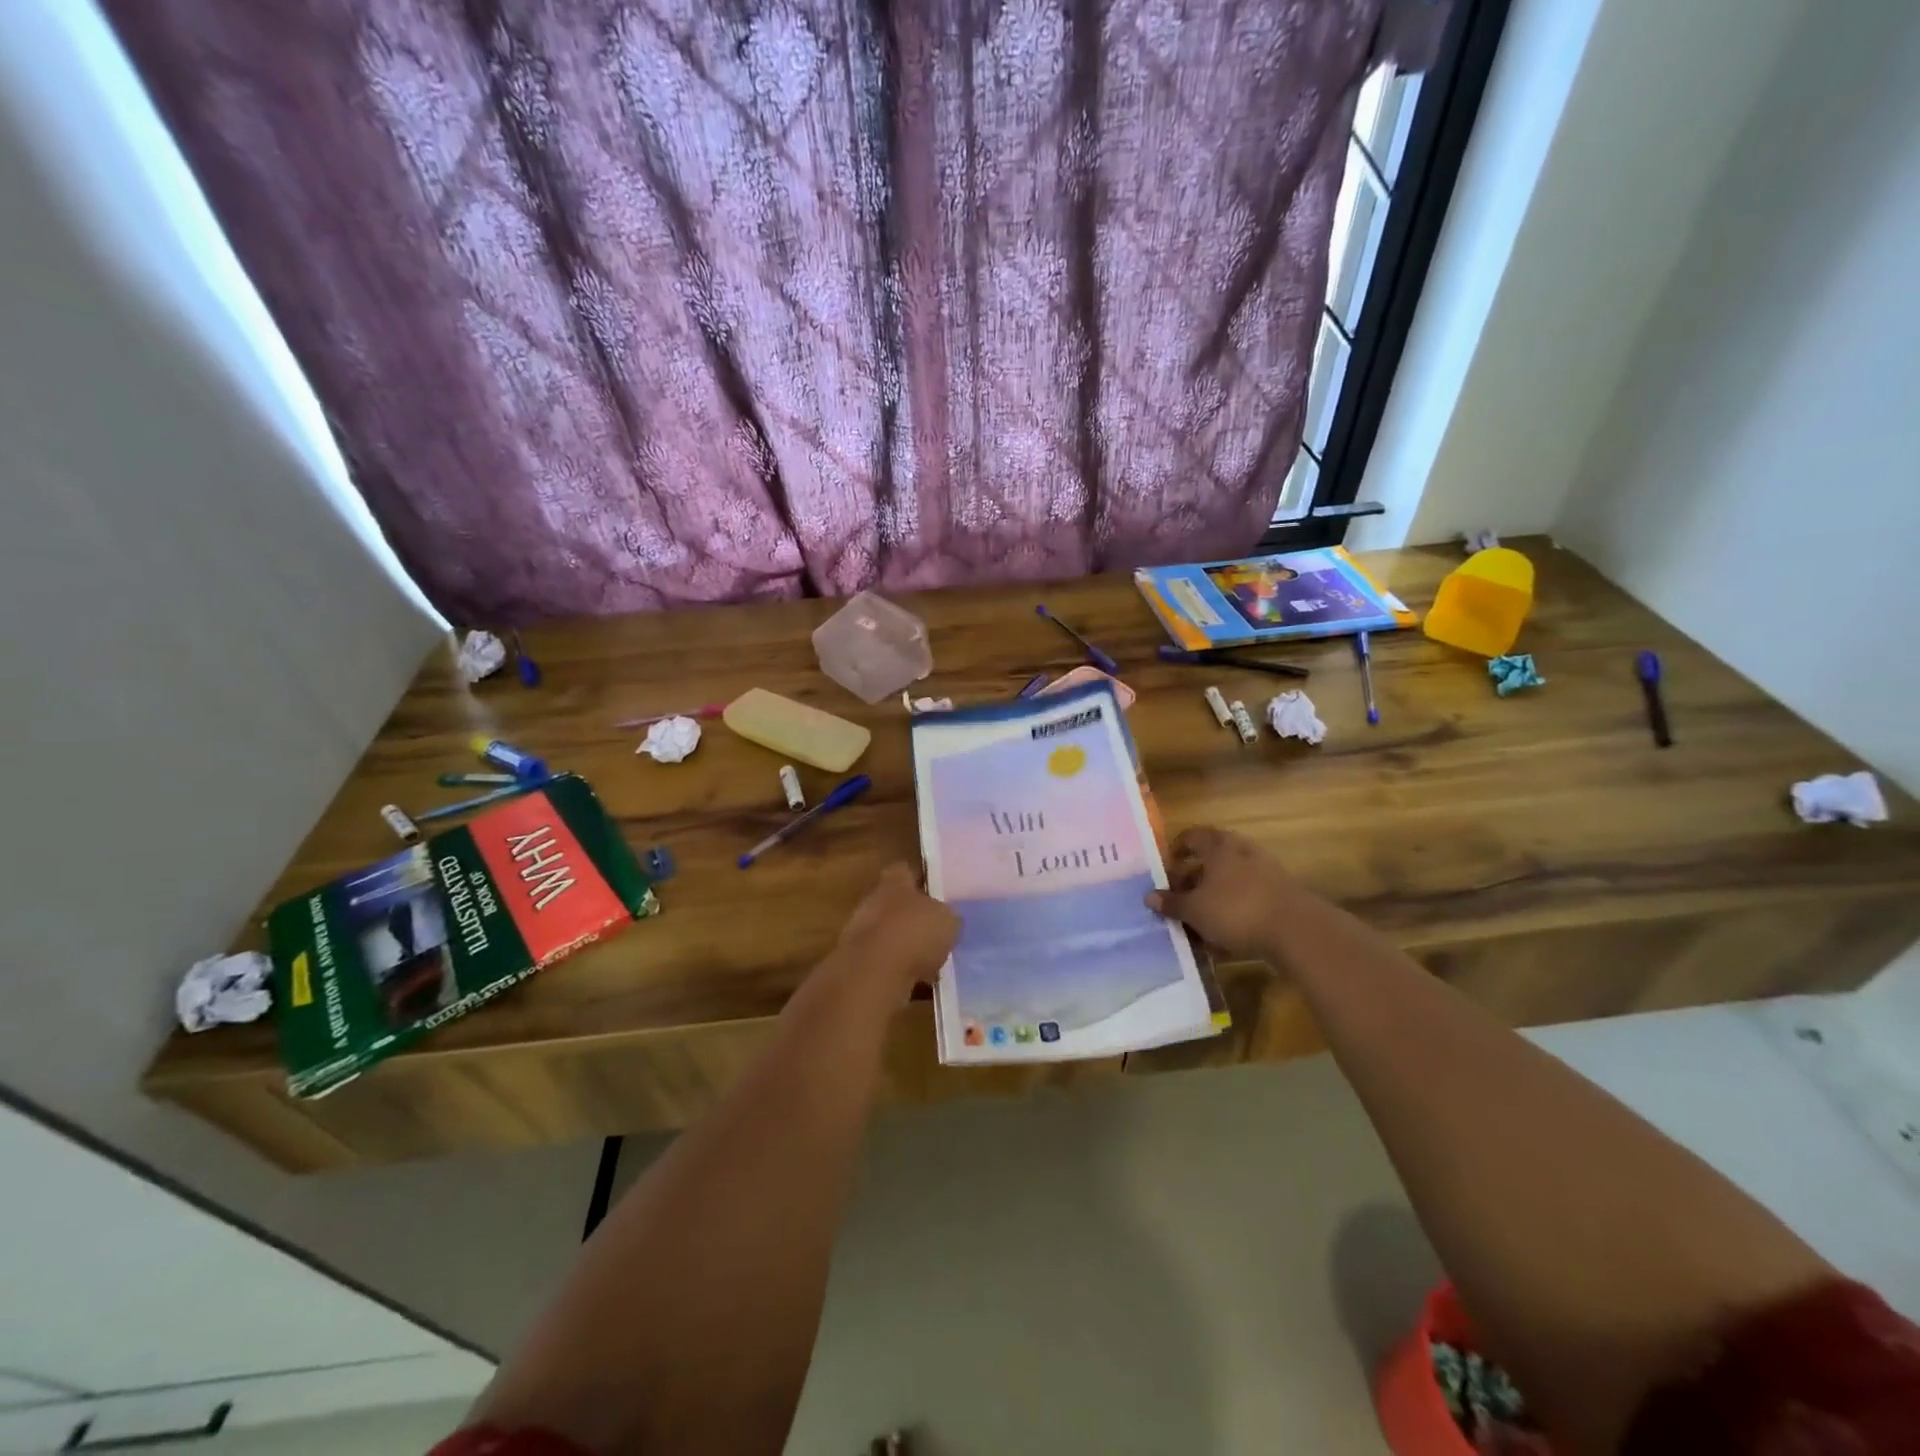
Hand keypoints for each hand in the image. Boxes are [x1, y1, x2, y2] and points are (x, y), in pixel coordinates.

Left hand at [835, 863, 958, 995]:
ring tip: (930, 961)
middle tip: (935, 929)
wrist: (874, 973)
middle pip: (893, 903)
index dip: (918, 878)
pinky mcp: (857, 963)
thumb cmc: (914, 933)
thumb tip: (946, 918)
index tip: (933, 889)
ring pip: (888, 934)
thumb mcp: (947, 920)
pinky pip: (883, 962)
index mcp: (894, 884)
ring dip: (904, 945)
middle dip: (911, 916)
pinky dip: (899, 970)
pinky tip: (918, 983)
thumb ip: (946, 915)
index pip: (903, 870)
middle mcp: (873, 902)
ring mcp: (860, 933)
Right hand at [1147, 826, 1293, 958]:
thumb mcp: (1195, 910)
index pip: (1191, 836)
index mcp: (1218, 847)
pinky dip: (1235, 905)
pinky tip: (1228, 929)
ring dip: (1215, 892)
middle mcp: (1242, 850)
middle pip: (1212, 856)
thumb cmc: (1236, 911)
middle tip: (1181, 894)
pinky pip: (1249, 893)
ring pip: (1231, 876)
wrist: (1297, 930)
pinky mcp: (1282, 891)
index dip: (1176, 850)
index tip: (1166, 869)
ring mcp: (1265, 869)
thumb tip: (1149, 896)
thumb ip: (1172, 903)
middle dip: (1194, 875)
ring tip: (1202, 916)